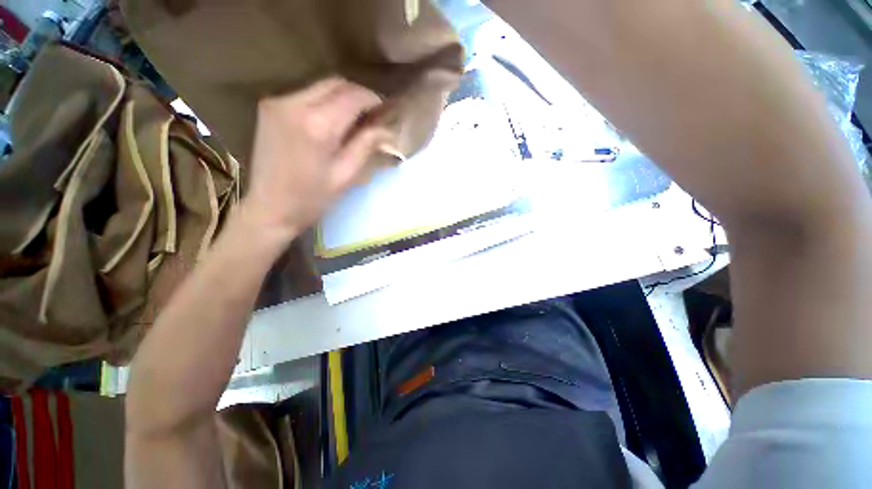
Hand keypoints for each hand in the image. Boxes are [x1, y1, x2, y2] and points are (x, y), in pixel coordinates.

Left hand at [240, 78, 392, 244]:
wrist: (270, 208)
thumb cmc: (313, 198)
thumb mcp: (347, 175)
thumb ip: (366, 146)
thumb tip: (387, 129)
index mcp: (318, 125)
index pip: (352, 96)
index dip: (372, 99)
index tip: (385, 111)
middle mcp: (294, 104)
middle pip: (336, 83)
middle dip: (358, 95)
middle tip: (372, 116)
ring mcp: (277, 102)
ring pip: (320, 86)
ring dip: (341, 98)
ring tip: (354, 120)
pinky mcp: (268, 107)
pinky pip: (305, 94)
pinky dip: (324, 102)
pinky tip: (330, 123)